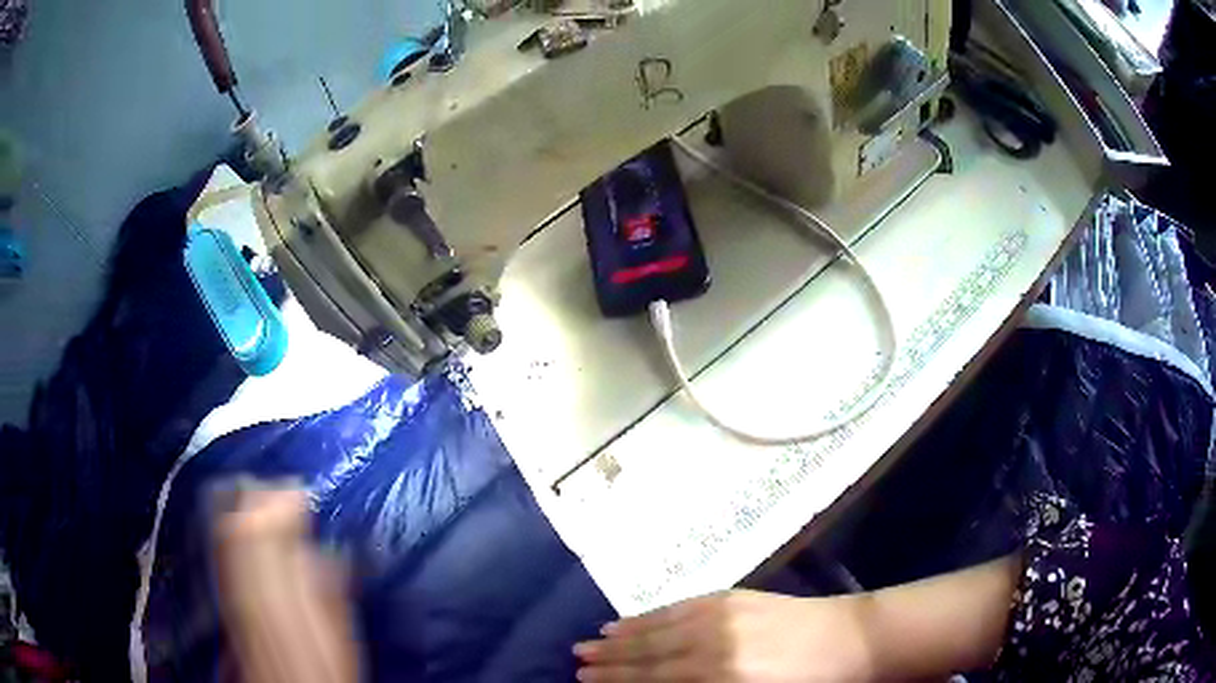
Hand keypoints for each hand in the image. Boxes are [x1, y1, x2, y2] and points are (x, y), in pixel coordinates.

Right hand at [575, 590, 872, 681]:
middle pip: (649, 655)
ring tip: (592, 640)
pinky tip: (634, 619)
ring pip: (658, 629)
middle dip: (610, 659)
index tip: (585, 680)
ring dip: (622, 636)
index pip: (653, 681)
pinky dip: (651, 615)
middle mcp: (713, 647)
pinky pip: (680, 607)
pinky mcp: (733, 596)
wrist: (853, 640)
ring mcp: (722, 616)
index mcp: (720, 681)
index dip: (617, 681)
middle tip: (577, 659)